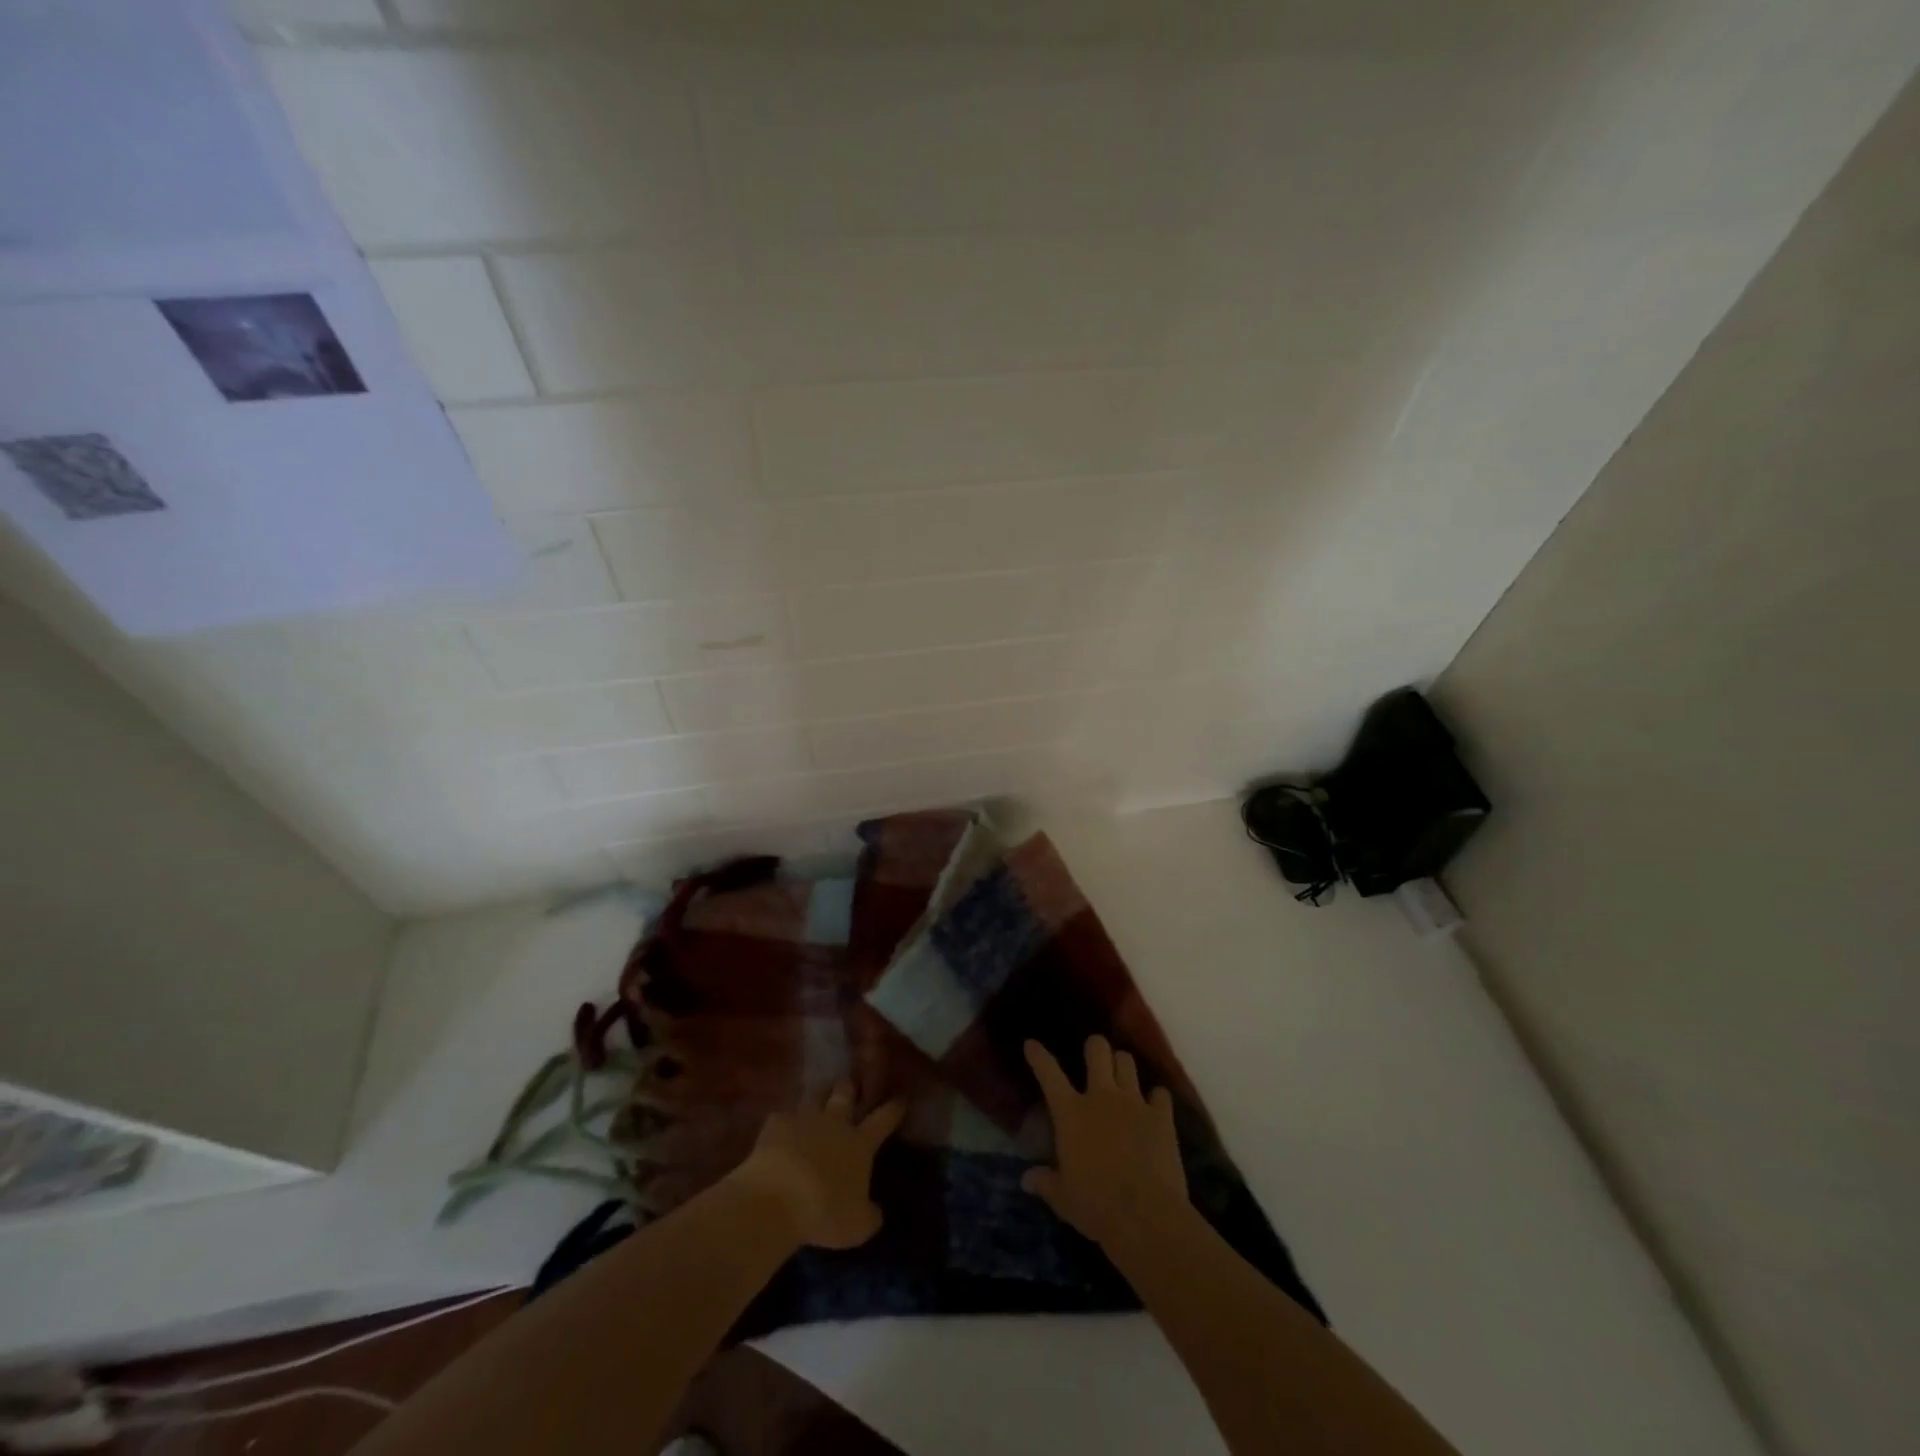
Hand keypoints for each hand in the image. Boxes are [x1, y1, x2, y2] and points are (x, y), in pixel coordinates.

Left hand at [730, 1082, 905, 1249]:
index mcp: (859, 1143)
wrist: (775, 1200)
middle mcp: (834, 1123)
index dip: (894, 1107)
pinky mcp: (775, 1124)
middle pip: (845, 1093)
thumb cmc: (823, 1213)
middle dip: (849, 1087)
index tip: (901, 1097)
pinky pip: (782, 1115)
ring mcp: (804, 1119)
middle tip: (849, 1086)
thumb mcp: (857, 1226)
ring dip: (818, 1096)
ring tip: (818, 1098)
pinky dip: (784, 1120)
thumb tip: (876, 1211)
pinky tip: (781, 1126)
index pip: (883, 1119)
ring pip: (815, 1096)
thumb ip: (870, 1215)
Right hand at [1022, 1036, 1192, 1256]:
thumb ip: (1045, 1182)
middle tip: (1094, 1056)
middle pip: (1098, 1050)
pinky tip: (1155, 1107)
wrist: (1145, 1215)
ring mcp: (1134, 1102)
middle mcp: (1101, 1096)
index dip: (1038, 1056)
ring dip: (1122, 1065)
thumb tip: (1026, 1180)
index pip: (1049, 1074)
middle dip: (1095, 1047)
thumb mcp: (1063, 1198)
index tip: (1031, 1044)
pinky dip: (1157, 1098)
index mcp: (1071, 1112)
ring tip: (1122, 1076)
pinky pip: (1160, 1094)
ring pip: (1127, 1062)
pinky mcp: (1161, 1117)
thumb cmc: (1096, 1205)